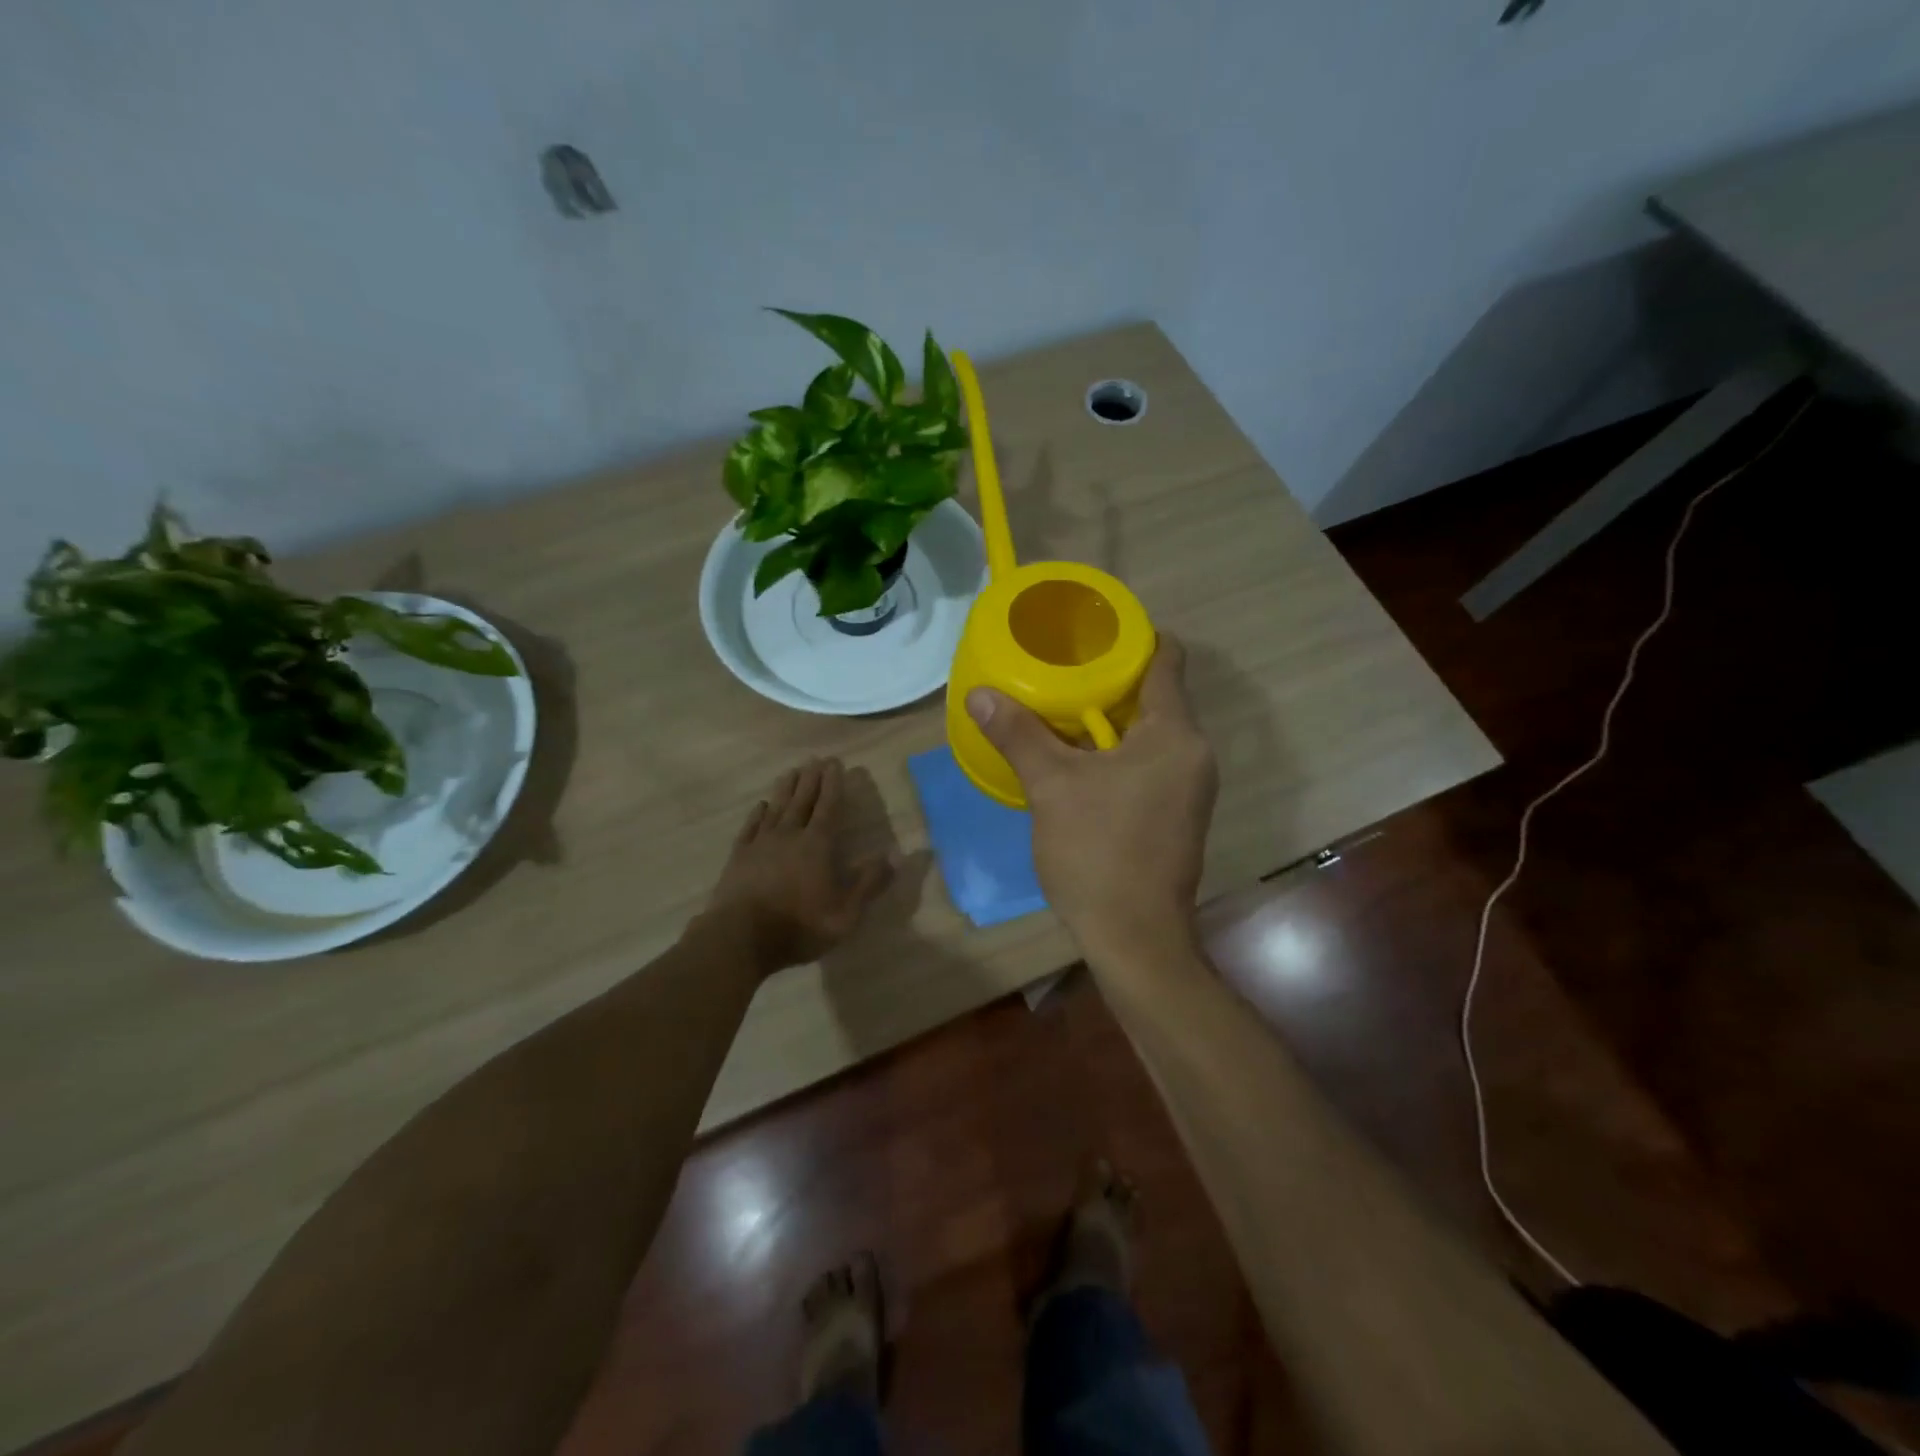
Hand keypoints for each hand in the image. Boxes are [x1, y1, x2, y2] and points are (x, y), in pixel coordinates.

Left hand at [707, 757, 889, 972]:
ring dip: (785, 788)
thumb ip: (871, 882)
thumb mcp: (846, 913)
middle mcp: (789, 835)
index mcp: (817, 845)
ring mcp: (761, 844)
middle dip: (811, 778)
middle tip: (815, 758)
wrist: (740, 938)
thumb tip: (897, 855)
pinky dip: (757, 814)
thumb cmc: (799, 926)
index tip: (835, 763)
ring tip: (791, 771)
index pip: (829, 806)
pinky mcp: (739, 857)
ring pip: (776, 808)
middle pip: (802, 800)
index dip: (833, 784)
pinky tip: (761, 806)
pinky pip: (750, 827)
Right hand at [966, 636, 1217, 961]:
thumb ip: (1018, 734)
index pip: (1167, 660)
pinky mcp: (1178, 814)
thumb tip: (980, 694)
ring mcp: (1189, 787)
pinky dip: (1116, 752)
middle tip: (1059, 670)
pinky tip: (1077, 760)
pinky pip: (1149, 763)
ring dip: (1108, 720)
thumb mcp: (1051, 786)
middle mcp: (1193, 753)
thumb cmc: (1098, 852)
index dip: (1132, 637)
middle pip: (1155, 695)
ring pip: (1149, 733)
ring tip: (1059, 710)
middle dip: (1109, 680)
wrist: (1135, 938)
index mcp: (1174, 735)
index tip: (1090, 632)